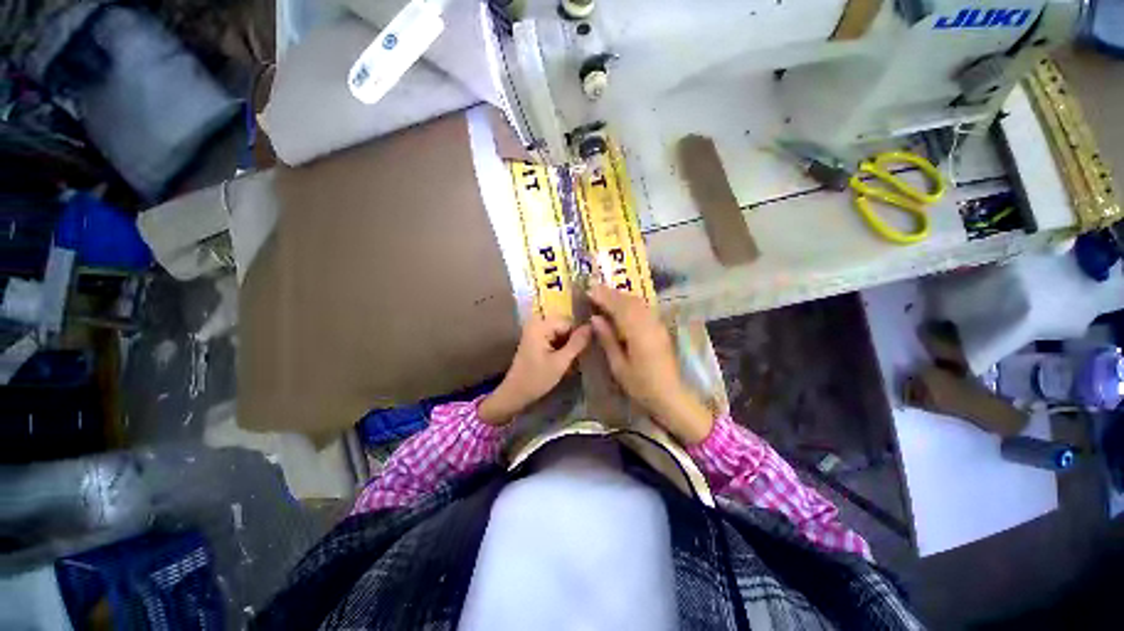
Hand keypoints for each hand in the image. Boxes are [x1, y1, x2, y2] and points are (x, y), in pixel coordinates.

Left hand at [478, 316, 591, 424]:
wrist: (515, 394)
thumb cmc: (537, 378)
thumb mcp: (561, 362)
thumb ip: (577, 343)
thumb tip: (593, 326)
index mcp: (540, 325)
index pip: (569, 322)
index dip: (580, 334)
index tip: (587, 350)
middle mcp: (537, 323)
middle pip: (565, 326)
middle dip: (574, 340)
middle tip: (579, 358)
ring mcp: (535, 331)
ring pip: (562, 333)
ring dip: (569, 346)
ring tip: (573, 361)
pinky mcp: (536, 340)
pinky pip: (555, 338)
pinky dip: (562, 348)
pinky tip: (565, 361)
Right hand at [588, 285, 713, 444]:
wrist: (670, 395)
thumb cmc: (641, 385)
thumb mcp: (619, 366)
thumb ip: (607, 339)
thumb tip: (595, 318)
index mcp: (638, 333)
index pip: (619, 307)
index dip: (604, 297)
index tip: (589, 290)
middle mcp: (649, 324)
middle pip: (629, 301)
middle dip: (611, 293)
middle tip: (593, 289)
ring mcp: (657, 324)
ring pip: (638, 302)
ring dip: (621, 296)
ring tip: (604, 294)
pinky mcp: (660, 328)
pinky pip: (644, 308)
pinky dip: (630, 302)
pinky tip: (622, 305)